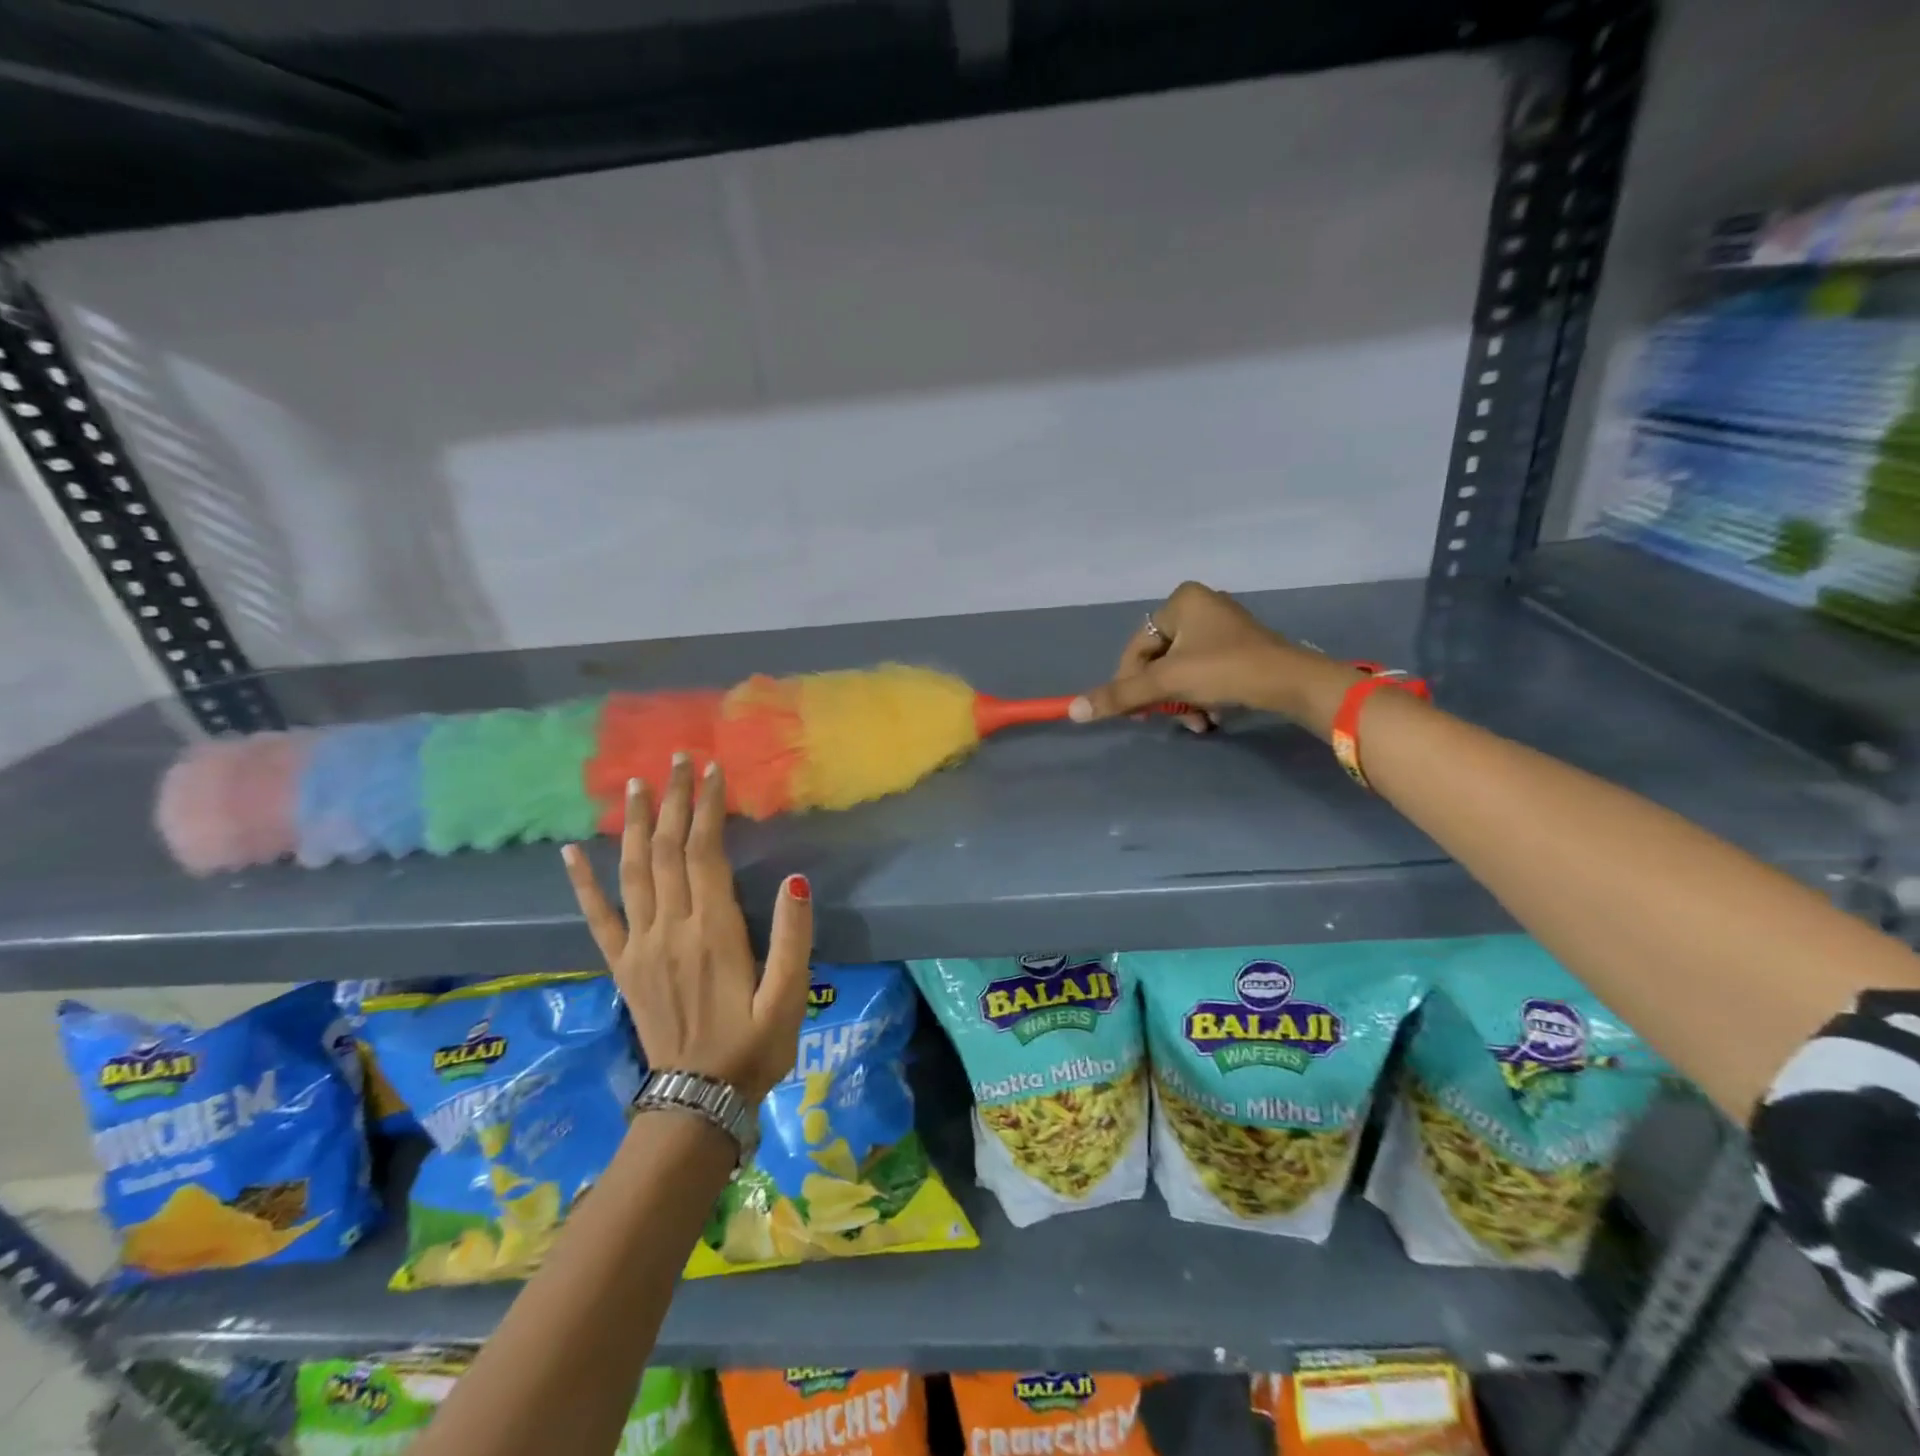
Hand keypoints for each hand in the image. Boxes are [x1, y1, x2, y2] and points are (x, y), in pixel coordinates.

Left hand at [561, 755, 812, 1103]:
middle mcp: (671, 928)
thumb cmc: (754, 1047)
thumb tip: (796, 881)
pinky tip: (572, 852)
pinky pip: (598, 917)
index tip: (712, 770)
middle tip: (678, 759)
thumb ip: (794, 938)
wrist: (698, 1101)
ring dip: (635, 825)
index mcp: (713, 932)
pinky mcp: (622, 966)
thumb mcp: (790, 998)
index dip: (707, 808)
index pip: (705, 853)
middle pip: (667, 850)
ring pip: (634, 871)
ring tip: (636, 785)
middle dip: (673, 801)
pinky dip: (583, 883)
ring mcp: (640, 946)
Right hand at [1069, 580, 1360, 738]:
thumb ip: (1121, 696)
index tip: (1136, 712)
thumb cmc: (1225, 670)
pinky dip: (1203, 696)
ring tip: (1199, 722)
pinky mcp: (1240, 648)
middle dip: (1163, 695)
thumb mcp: (1167, 683)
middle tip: (1169, 718)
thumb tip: (1074, 711)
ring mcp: (1223, 626)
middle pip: (1159, 661)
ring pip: (1182, 671)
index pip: (1137, 647)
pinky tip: (1213, 716)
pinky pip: (1205, 672)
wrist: (1292, 682)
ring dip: (1183, 701)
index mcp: (1181, 600)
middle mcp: (1201, 605)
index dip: (1131, 682)